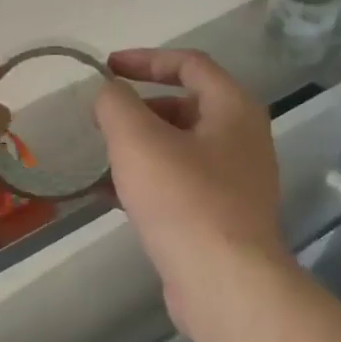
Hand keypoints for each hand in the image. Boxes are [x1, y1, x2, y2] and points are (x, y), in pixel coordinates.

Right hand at [94, 48, 290, 336]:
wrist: (223, 282)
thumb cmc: (183, 200)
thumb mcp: (137, 140)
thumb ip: (115, 104)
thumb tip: (109, 94)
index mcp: (233, 109)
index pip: (190, 64)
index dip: (145, 59)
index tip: (106, 68)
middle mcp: (242, 139)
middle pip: (185, 107)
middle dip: (139, 109)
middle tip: (101, 121)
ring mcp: (235, 181)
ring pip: (179, 149)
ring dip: (138, 147)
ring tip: (99, 157)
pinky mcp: (221, 217)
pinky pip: (179, 184)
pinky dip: (146, 180)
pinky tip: (108, 195)